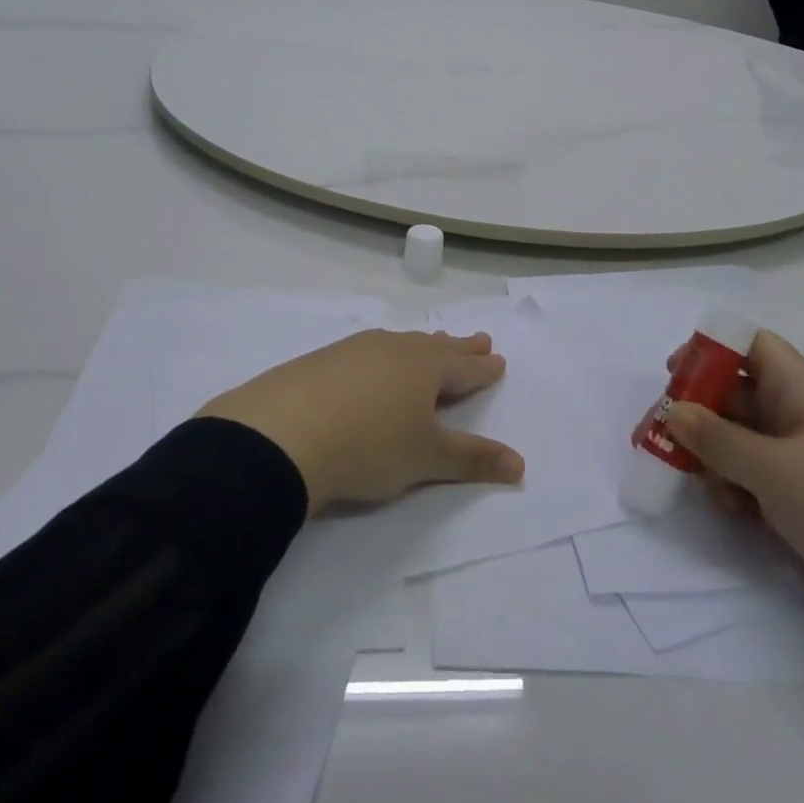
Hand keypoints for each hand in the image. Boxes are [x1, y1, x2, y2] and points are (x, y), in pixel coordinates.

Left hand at [198, 330, 524, 516]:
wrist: (282, 434)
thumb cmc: (370, 445)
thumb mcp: (426, 458)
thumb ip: (472, 459)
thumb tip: (520, 464)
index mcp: (424, 366)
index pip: (463, 366)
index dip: (482, 367)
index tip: (497, 358)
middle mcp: (393, 348)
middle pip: (434, 347)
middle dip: (458, 347)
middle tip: (478, 339)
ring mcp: (354, 351)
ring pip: (398, 344)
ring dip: (420, 348)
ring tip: (429, 345)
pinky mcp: (320, 361)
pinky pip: (365, 352)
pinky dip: (381, 357)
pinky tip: (371, 365)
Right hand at [663, 332, 803, 678]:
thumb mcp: (774, 469)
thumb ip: (716, 439)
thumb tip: (672, 410)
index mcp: (803, 391)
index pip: (750, 346)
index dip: (709, 351)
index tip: (672, 377)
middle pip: (738, 395)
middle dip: (697, 413)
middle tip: (657, 439)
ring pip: (743, 442)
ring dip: (714, 457)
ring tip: (700, 484)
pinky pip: (760, 481)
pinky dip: (739, 490)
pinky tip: (733, 513)